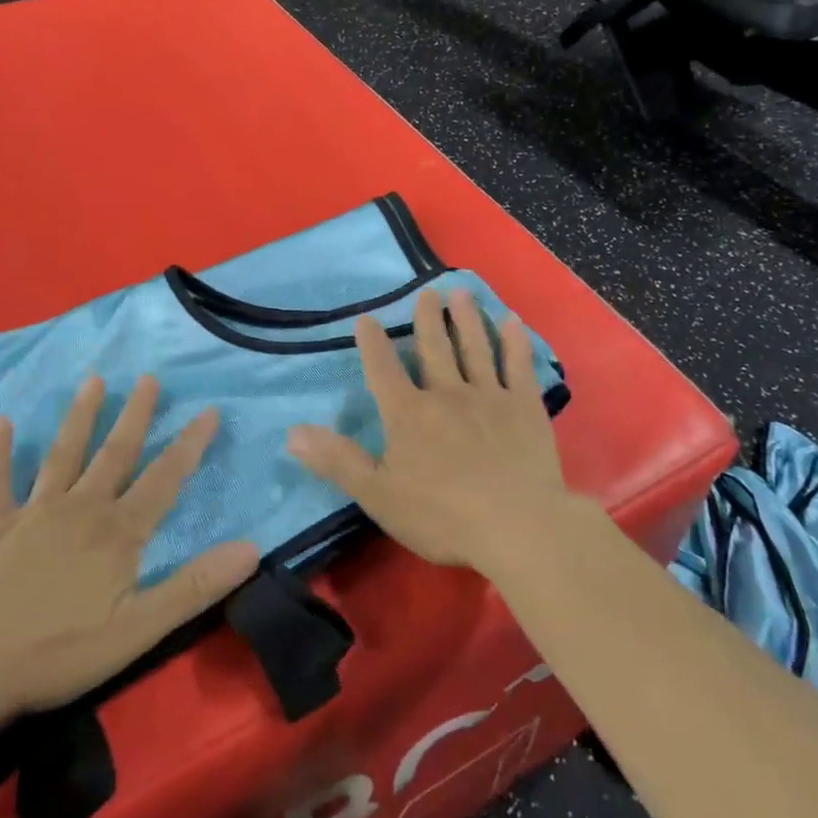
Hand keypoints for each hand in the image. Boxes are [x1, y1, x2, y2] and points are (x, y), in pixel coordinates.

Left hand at [0, 375, 259, 730]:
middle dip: (135, 414)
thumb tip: (251, 548)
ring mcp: (32, 514)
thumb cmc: (58, 651)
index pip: (164, 479)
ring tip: (93, 380)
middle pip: (114, 453)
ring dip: (79, 417)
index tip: (209, 410)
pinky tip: (0, 421)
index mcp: (117, 532)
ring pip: (62, 455)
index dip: (189, 445)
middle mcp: (79, 509)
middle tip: (148, 377)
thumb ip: (194, 586)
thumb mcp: (139, 629)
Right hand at [286, 287, 572, 572]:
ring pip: (475, 348)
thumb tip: (292, 433)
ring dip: (467, 318)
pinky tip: (512, 322)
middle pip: (433, 348)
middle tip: (427, 292)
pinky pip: (518, 366)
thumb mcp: (378, 495)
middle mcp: (447, 393)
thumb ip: (337, 461)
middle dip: (428, 318)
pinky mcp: (524, 407)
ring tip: (461, 292)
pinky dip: (515, 342)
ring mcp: (489, 396)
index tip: (366, 318)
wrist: (517, 526)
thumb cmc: (442, 516)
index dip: (372, 344)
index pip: (383, 370)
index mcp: (409, 414)